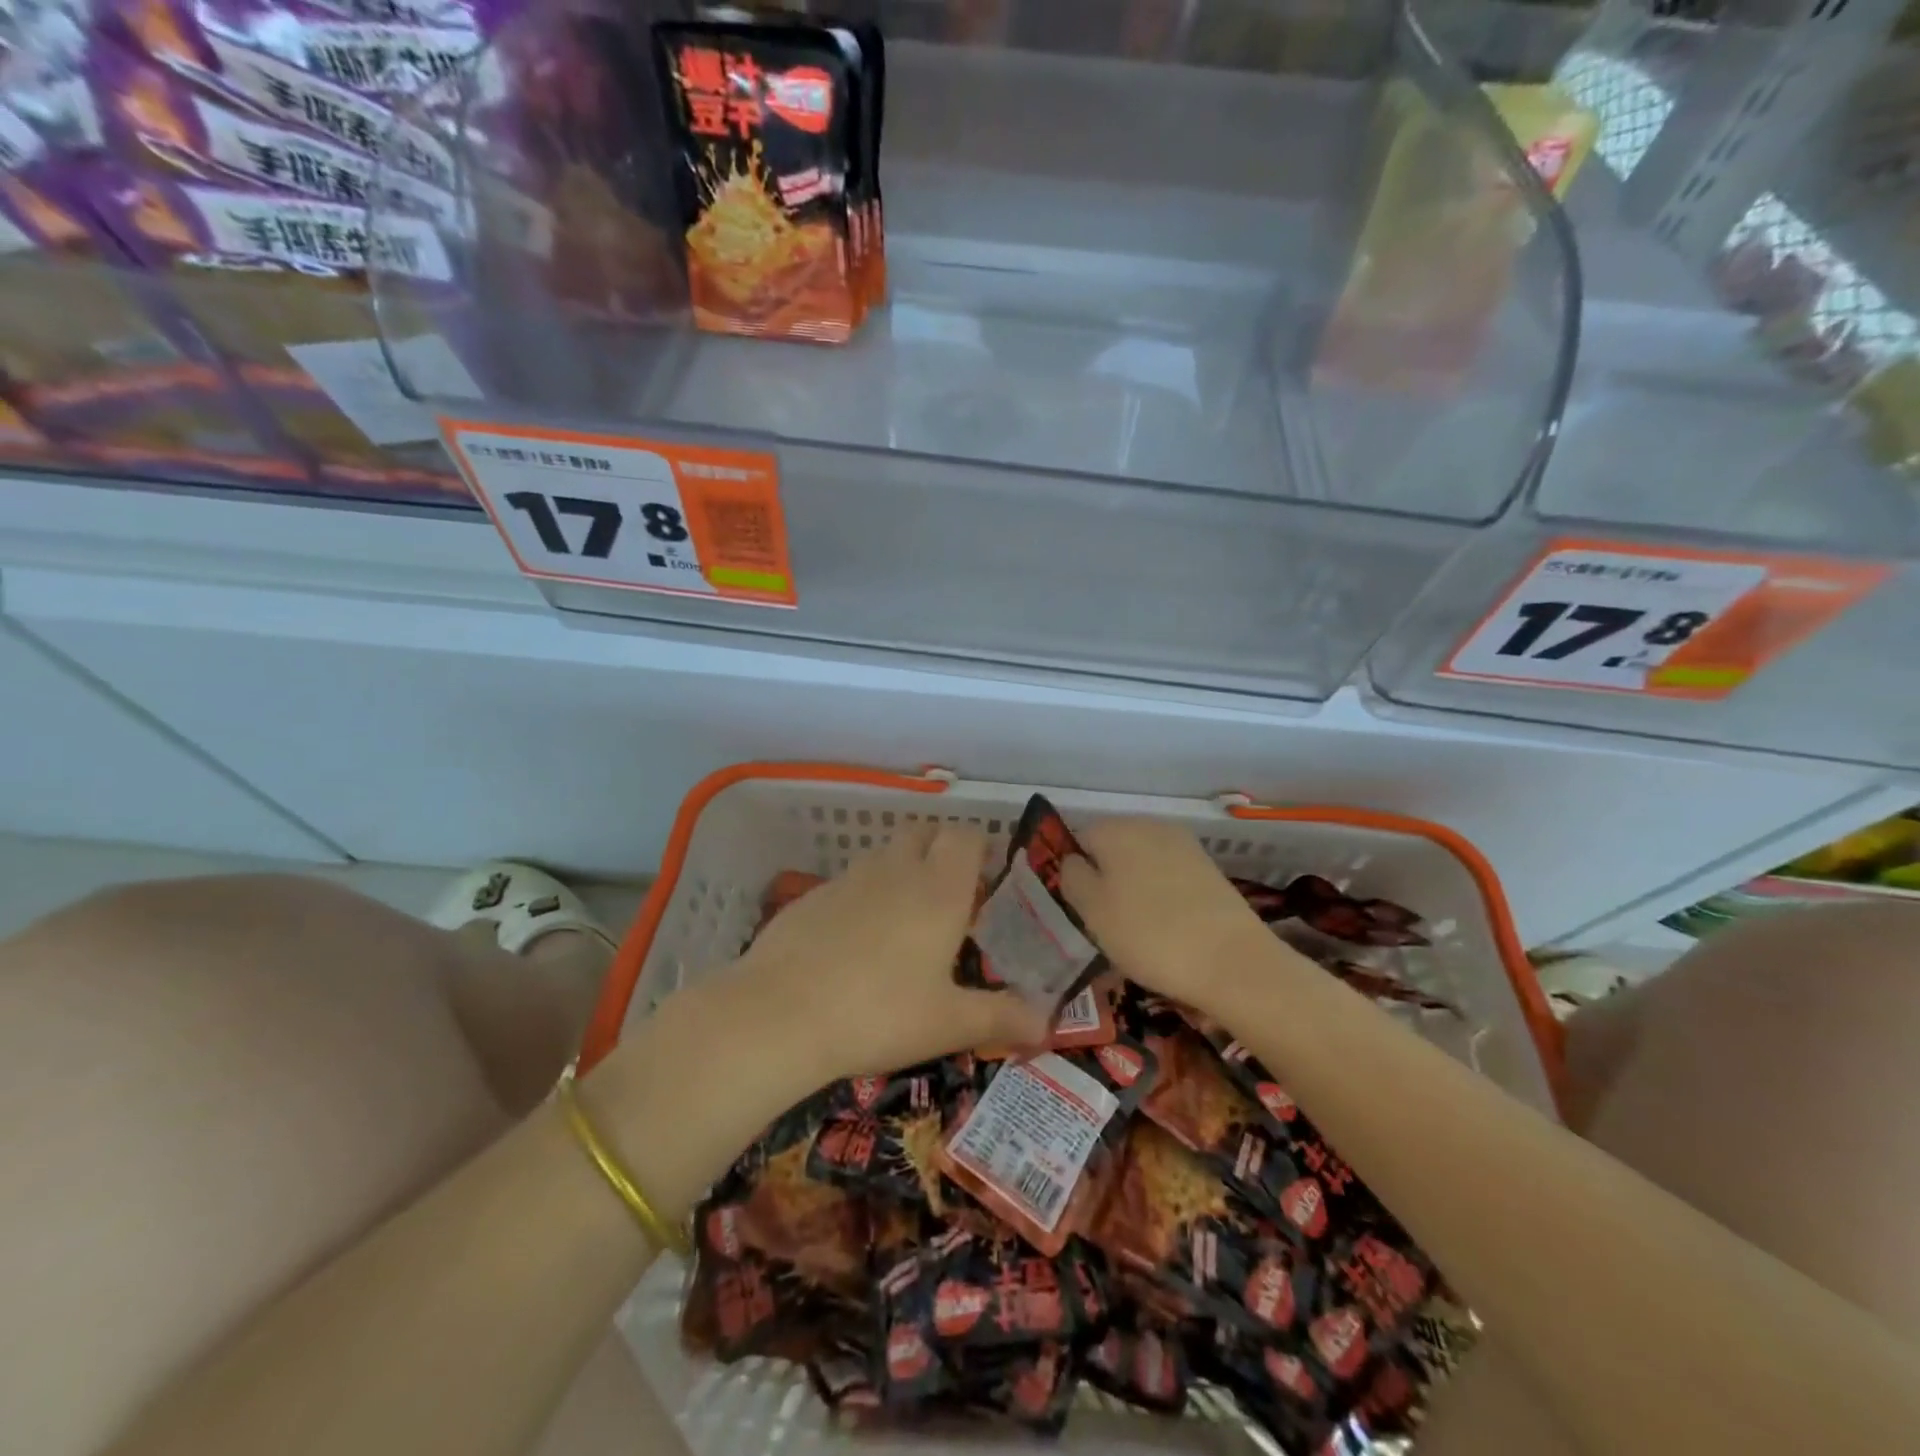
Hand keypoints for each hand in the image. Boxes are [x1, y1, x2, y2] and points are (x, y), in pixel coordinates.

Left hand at [735, 824, 1050, 1082]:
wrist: (779, 1014)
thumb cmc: (879, 1014)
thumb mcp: (949, 1024)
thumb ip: (1003, 1017)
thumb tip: (1049, 1023)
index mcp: (938, 890)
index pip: (965, 836)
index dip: (979, 848)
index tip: (987, 879)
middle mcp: (895, 871)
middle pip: (923, 833)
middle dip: (940, 851)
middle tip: (949, 897)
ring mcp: (848, 880)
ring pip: (884, 856)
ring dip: (900, 872)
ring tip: (904, 923)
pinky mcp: (811, 897)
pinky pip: (848, 883)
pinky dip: (862, 897)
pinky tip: (853, 945)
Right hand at [1059, 818, 1272, 1014]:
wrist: (1231, 960)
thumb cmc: (1148, 934)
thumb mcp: (1092, 910)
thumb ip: (1072, 877)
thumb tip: (1073, 861)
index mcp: (1115, 829)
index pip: (1079, 838)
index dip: (1075, 871)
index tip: (1081, 907)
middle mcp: (1149, 825)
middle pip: (1112, 846)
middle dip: (1105, 877)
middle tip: (1105, 921)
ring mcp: (1183, 844)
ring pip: (1141, 861)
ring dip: (1133, 887)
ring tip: (1137, 929)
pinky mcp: (1208, 867)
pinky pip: (1169, 875)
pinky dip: (1161, 895)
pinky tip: (1166, 926)